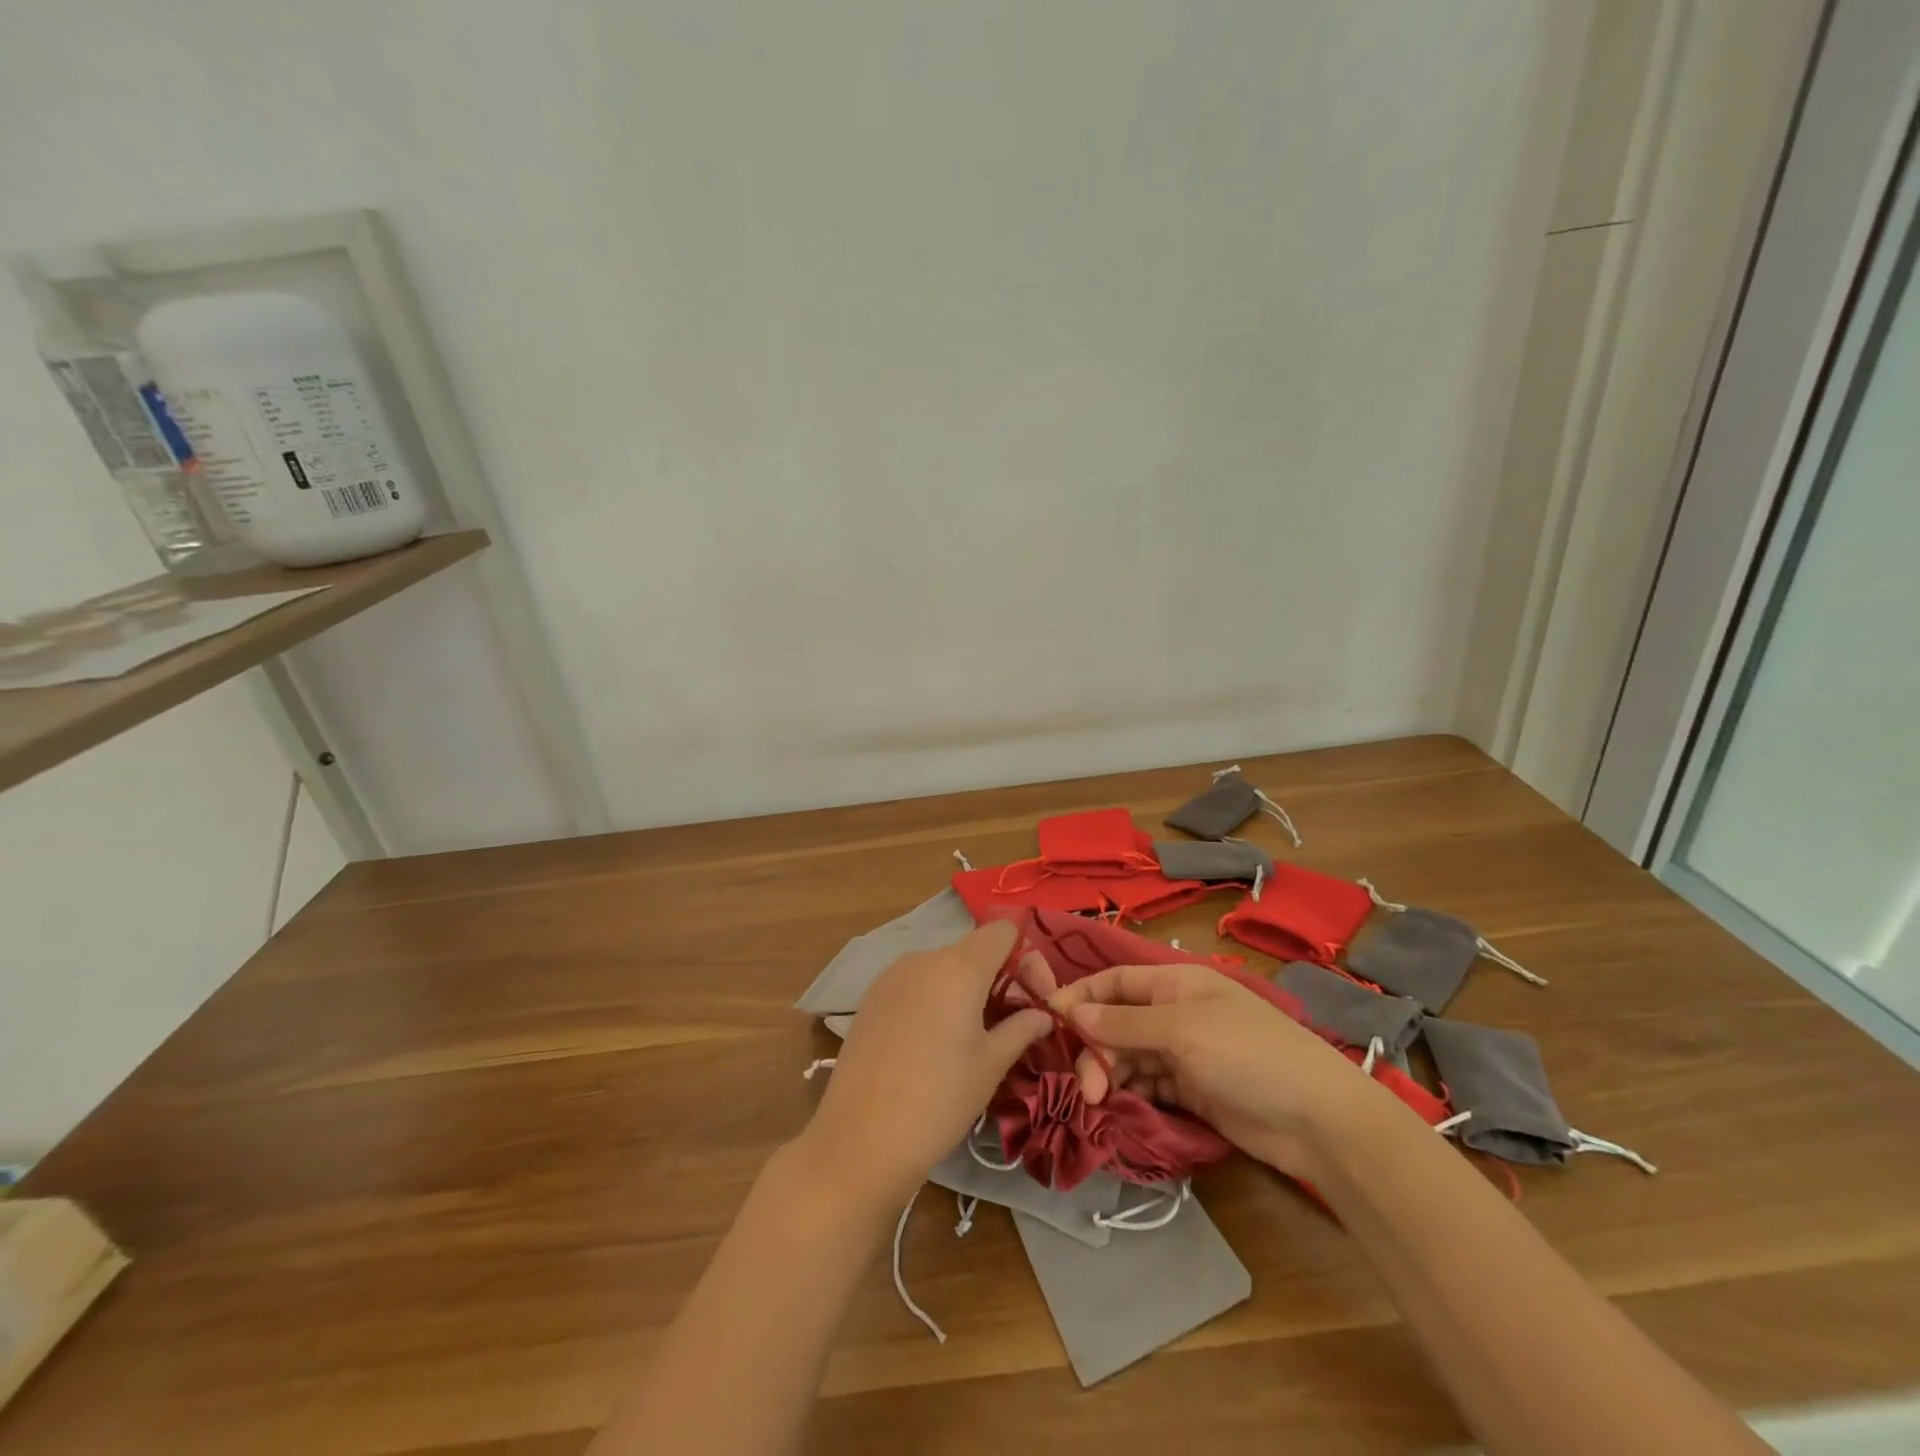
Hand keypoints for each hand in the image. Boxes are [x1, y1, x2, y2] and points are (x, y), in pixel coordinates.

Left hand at [799, 921, 1052, 1208]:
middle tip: (1006, 1023)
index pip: (1002, 931)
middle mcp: (924, 958)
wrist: (860, 1138)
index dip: (1023, 956)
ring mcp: (892, 975)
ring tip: (968, 1038)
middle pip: (972, 950)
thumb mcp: (990, 1065)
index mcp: (959, 967)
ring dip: (963, 989)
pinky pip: (914, 983)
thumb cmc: (939, 1099)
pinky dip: (932, 999)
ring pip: (941, 967)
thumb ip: (1021, 1029)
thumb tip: (1043, 1014)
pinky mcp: (870, 997)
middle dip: (996, 977)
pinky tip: (930, 1043)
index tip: (1031, 996)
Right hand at [1050, 961, 1379, 1178]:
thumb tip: (1072, 1011)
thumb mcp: (1182, 1030)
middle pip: (1118, 1022)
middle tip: (1086, 1085)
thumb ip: (1124, 1023)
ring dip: (1109, 1073)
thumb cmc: (1247, 1054)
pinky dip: (1129, 1093)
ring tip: (1099, 1101)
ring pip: (1129, 1056)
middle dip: (1095, 1047)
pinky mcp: (1192, 1091)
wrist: (1317, 1121)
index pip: (1116, 982)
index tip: (1049, 1019)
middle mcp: (1176, 1014)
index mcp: (1176, 984)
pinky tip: (1118, 1108)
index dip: (1082, 996)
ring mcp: (1185, 1054)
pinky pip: (1148, 1085)